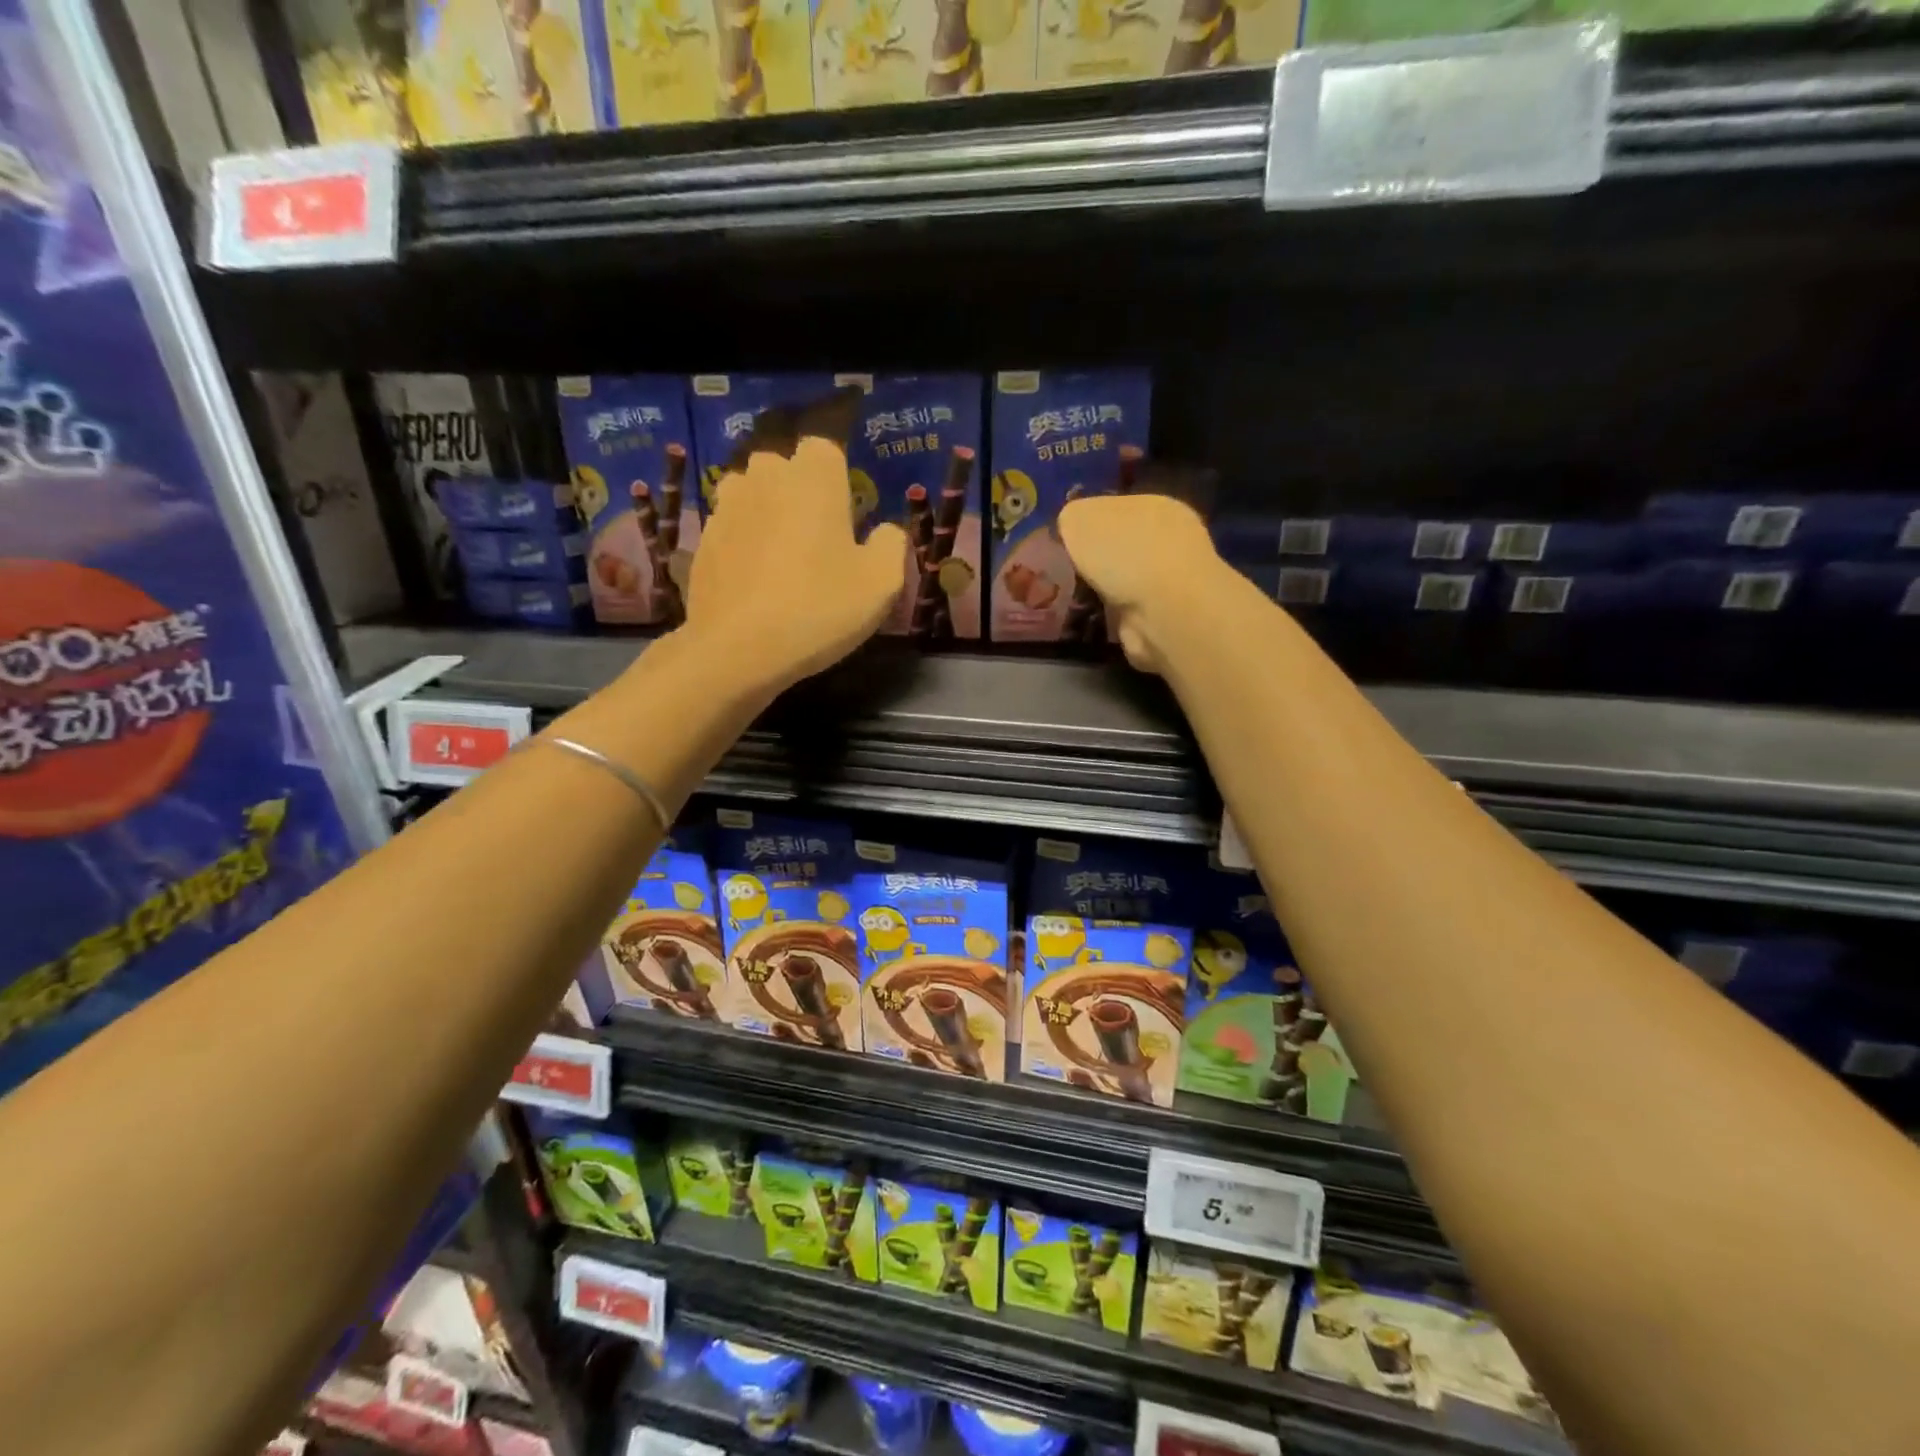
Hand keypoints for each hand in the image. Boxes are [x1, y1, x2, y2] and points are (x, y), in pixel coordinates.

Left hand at [686, 433, 909, 692]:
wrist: (740, 649)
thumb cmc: (820, 607)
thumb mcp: (882, 582)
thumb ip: (891, 544)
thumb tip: (884, 531)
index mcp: (813, 478)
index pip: (824, 448)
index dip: (836, 477)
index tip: (845, 513)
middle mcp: (765, 478)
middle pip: (783, 467)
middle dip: (797, 490)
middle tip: (816, 536)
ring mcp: (727, 507)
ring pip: (751, 493)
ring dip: (766, 512)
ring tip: (780, 555)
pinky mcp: (702, 540)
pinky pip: (730, 527)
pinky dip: (742, 543)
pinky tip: (754, 579)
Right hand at [1058, 493, 1229, 674]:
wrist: (1164, 610)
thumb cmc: (1123, 552)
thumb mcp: (1079, 519)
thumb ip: (1071, 518)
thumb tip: (1070, 528)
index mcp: (1154, 505)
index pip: (1114, 508)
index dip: (1086, 524)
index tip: (1061, 542)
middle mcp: (1169, 539)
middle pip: (1121, 544)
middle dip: (1096, 558)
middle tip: (1063, 571)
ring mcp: (1170, 580)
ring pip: (1125, 579)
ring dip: (1103, 588)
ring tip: (1071, 598)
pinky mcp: (1164, 616)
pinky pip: (1128, 609)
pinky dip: (1111, 614)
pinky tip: (1090, 617)